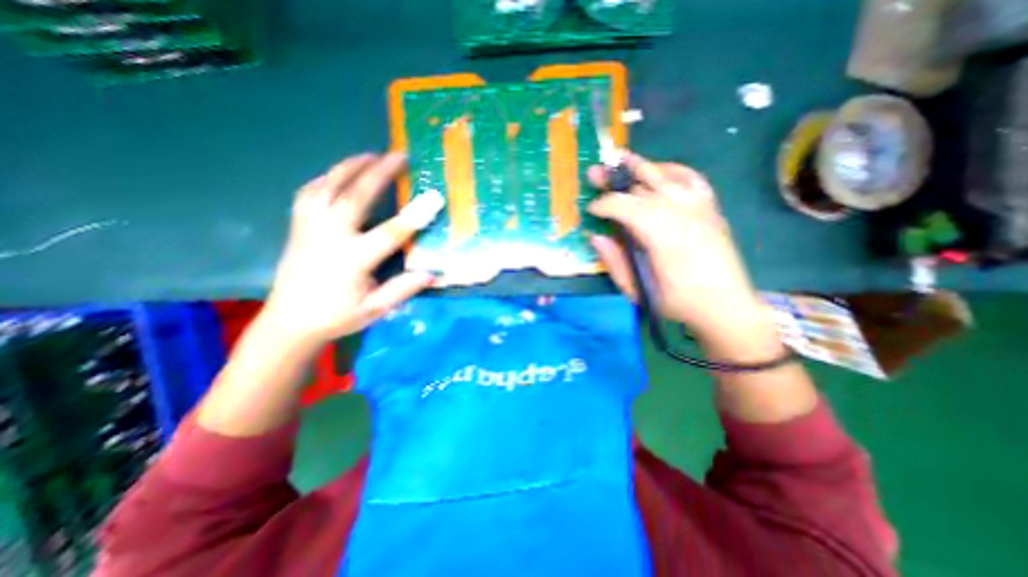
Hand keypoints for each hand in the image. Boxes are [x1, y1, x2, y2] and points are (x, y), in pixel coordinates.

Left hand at [262, 151, 438, 344]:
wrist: (288, 322)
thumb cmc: (336, 317)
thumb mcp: (374, 309)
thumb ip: (402, 289)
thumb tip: (432, 273)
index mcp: (352, 260)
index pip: (389, 233)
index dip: (414, 215)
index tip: (434, 197)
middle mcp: (329, 237)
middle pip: (355, 197)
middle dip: (379, 173)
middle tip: (399, 156)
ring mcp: (309, 228)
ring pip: (328, 187)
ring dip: (351, 167)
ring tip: (371, 155)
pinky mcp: (298, 226)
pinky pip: (310, 192)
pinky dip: (327, 178)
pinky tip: (339, 174)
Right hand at [591, 153, 766, 341]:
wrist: (726, 306)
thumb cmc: (677, 303)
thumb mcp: (638, 290)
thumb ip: (615, 262)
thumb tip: (596, 237)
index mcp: (660, 235)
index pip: (625, 207)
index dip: (604, 204)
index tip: (591, 210)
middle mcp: (680, 213)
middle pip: (642, 186)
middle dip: (614, 180)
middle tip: (594, 174)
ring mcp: (699, 207)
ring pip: (665, 176)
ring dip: (640, 166)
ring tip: (621, 158)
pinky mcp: (711, 208)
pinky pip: (692, 179)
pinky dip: (674, 170)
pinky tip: (661, 170)